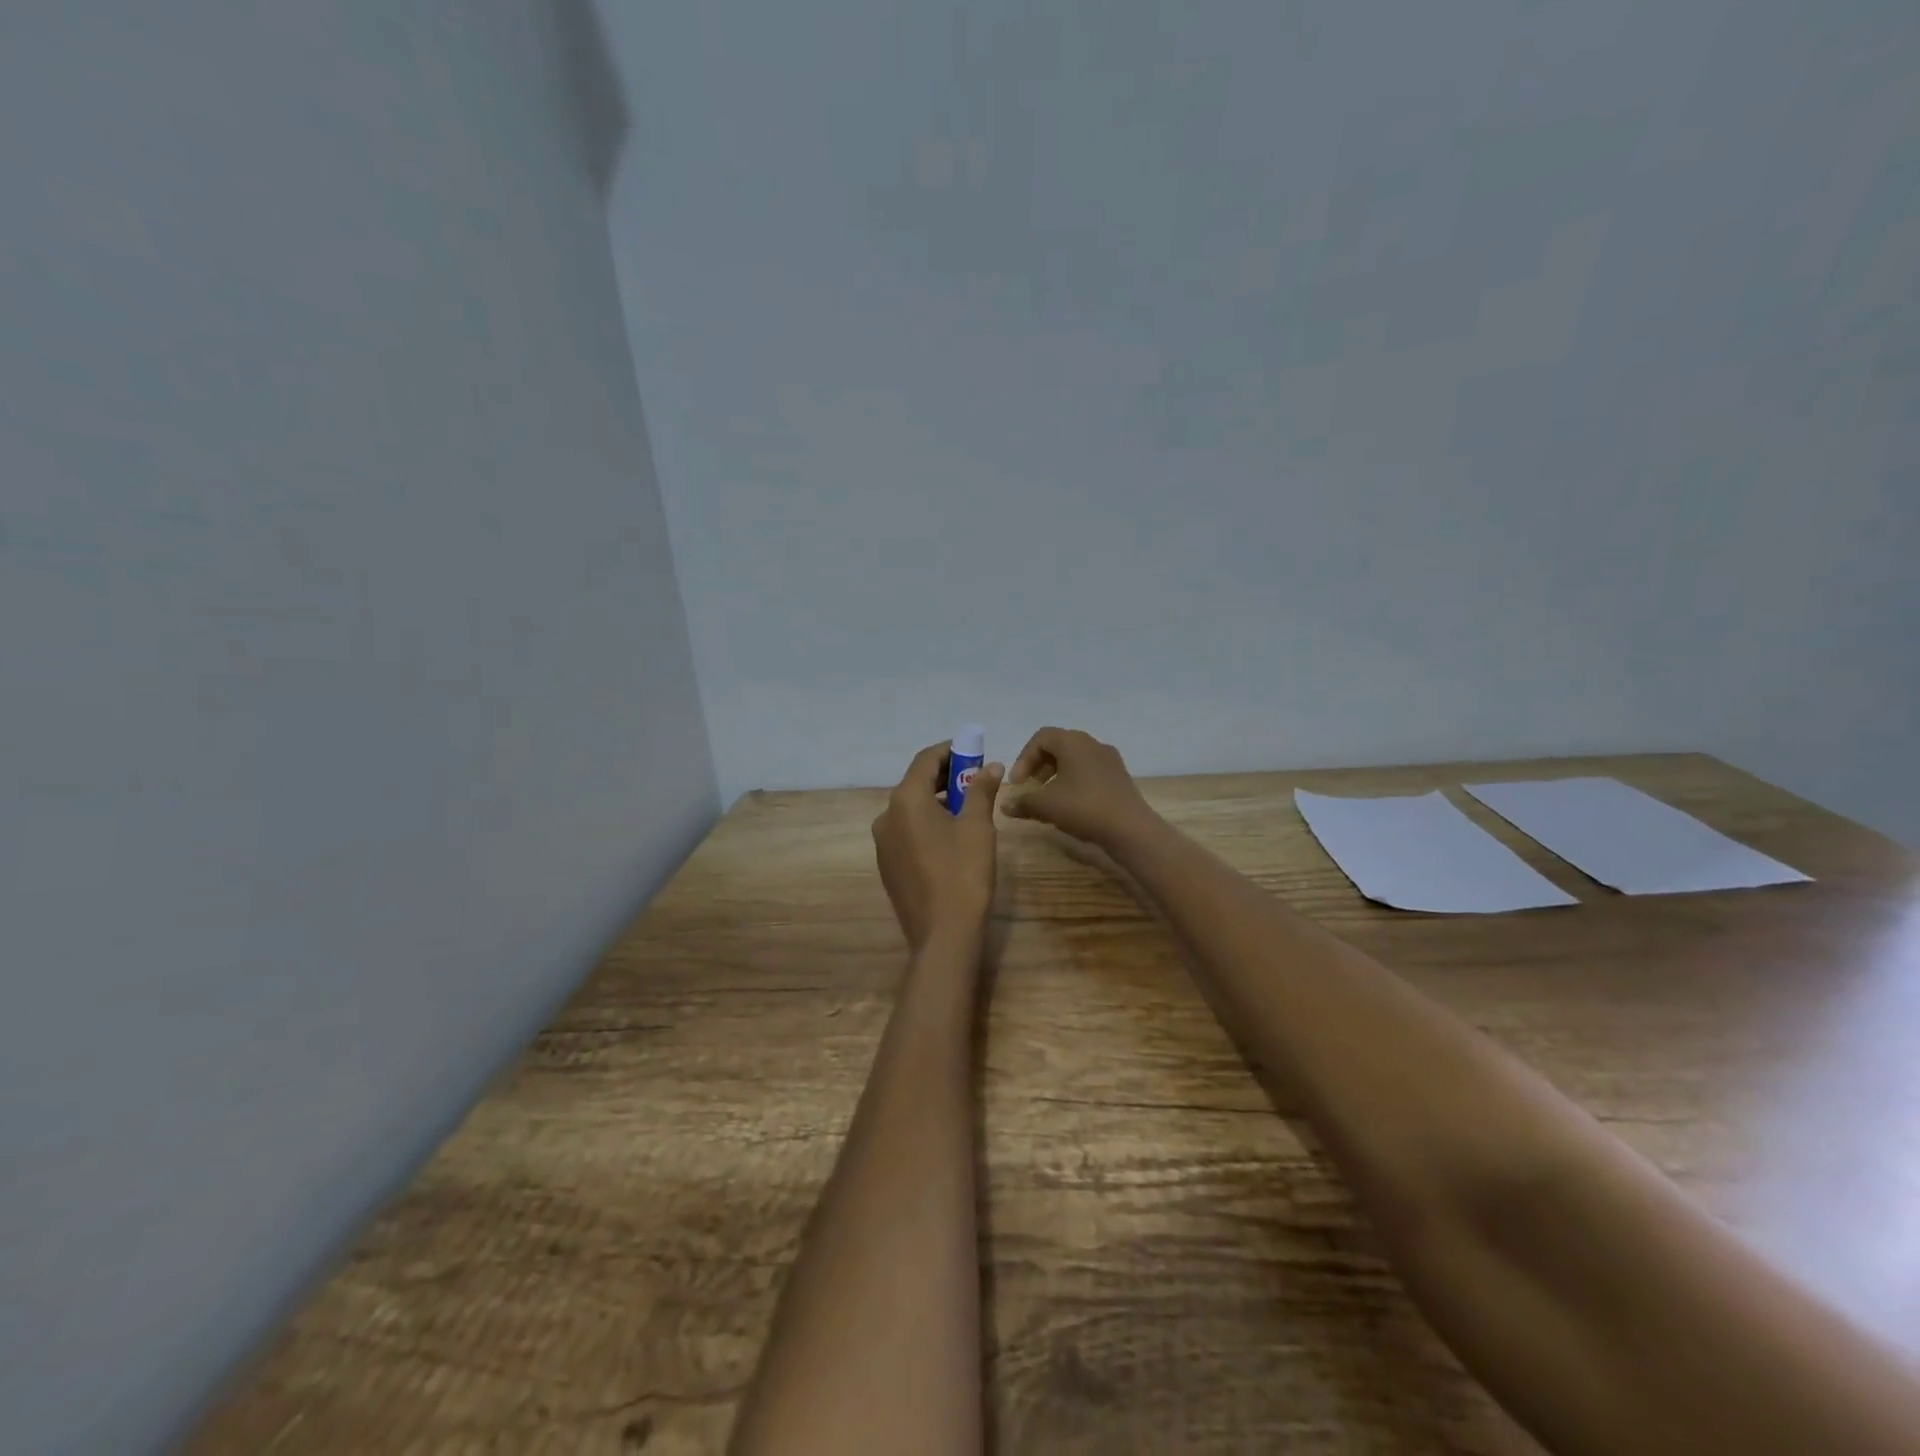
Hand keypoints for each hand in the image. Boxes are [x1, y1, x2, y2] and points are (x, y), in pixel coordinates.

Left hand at [871, 742, 1004, 950]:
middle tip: (977, 778)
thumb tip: (992, 766)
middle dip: (946, 777)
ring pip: (911, 809)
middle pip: (916, 783)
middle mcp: (886, 816)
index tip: (975, 751)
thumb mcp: (977, 827)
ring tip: (969, 807)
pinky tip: (951, 836)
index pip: (925, 760)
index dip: (951, 751)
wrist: (943, 934)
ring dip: (937, 800)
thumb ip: (981, 790)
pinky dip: (927, 823)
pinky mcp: (888, 865)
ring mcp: (883, 843)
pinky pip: (907, 831)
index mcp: (905, 800)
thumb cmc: (963, 873)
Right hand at [1003, 727, 1154, 849]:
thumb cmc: (1083, 808)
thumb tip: (1005, 805)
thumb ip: (1023, 802)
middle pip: (1058, 746)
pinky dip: (1074, 782)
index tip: (1018, 782)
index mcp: (1073, 742)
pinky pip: (1089, 772)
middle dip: (1039, 766)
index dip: (1024, 758)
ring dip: (1056, 775)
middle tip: (1030, 788)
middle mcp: (1092, 744)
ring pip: (1075, 760)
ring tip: (1048, 799)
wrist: (1130, 829)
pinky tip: (1070, 806)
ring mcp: (1109, 760)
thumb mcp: (1046, 805)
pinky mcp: (1119, 777)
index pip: (1041, 738)